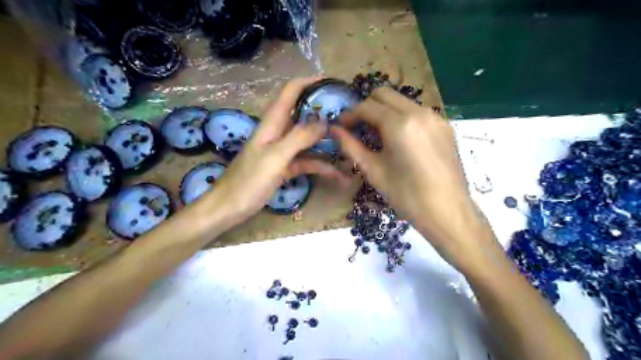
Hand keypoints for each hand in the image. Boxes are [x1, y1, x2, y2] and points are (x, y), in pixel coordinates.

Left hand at [201, 77, 348, 228]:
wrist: (230, 208)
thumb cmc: (248, 181)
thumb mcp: (275, 157)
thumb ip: (299, 138)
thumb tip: (324, 121)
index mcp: (272, 123)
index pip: (290, 92)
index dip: (309, 83)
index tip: (332, 83)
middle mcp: (279, 132)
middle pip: (303, 115)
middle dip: (324, 113)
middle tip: (349, 116)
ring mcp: (283, 151)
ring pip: (309, 141)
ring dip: (327, 143)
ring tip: (350, 144)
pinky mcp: (286, 167)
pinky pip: (307, 162)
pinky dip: (322, 167)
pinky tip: (338, 175)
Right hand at [331, 88, 499, 270]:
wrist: (448, 212)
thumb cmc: (406, 196)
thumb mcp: (373, 171)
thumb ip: (351, 146)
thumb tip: (334, 130)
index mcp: (399, 124)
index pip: (367, 106)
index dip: (349, 115)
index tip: (341, 127)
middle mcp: (419, 112)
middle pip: (384, 94)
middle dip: (366, 107)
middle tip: (358, 128)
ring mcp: (435, 117)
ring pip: (402, 101)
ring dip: (385, 111)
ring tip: (378, 135)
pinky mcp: (445, 126)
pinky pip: (417, 112)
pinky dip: (402, 118)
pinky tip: (399, 140)